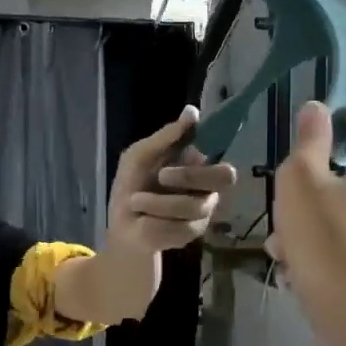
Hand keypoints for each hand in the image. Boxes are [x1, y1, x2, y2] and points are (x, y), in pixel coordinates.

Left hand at [106, 106, 238, 252]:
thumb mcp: (140, 157)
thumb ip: (166, 136)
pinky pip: (179, 226)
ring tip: (136, 201)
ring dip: (156, 202)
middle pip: (224, 176)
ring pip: (193, 205)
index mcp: (197, 164)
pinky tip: (143, 219)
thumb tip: (192, 111)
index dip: (217, 143)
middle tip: (162, 175)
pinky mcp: (191, 235)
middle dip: (190, 175)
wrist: (121, 225)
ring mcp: (203, 213)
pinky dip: (153, 220)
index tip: (198, 141)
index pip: (219, 149)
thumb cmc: (132, 186)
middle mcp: (208, 187)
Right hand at [268, 101, 345, 299]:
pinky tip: (293, 258)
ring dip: (322, 206)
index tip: (340, 122)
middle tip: (303, 175)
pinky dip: (327, 236)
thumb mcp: (302, 179)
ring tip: (285, 229)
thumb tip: (317, 110)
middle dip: (334, 166)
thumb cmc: (327, 234)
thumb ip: (310, 141)